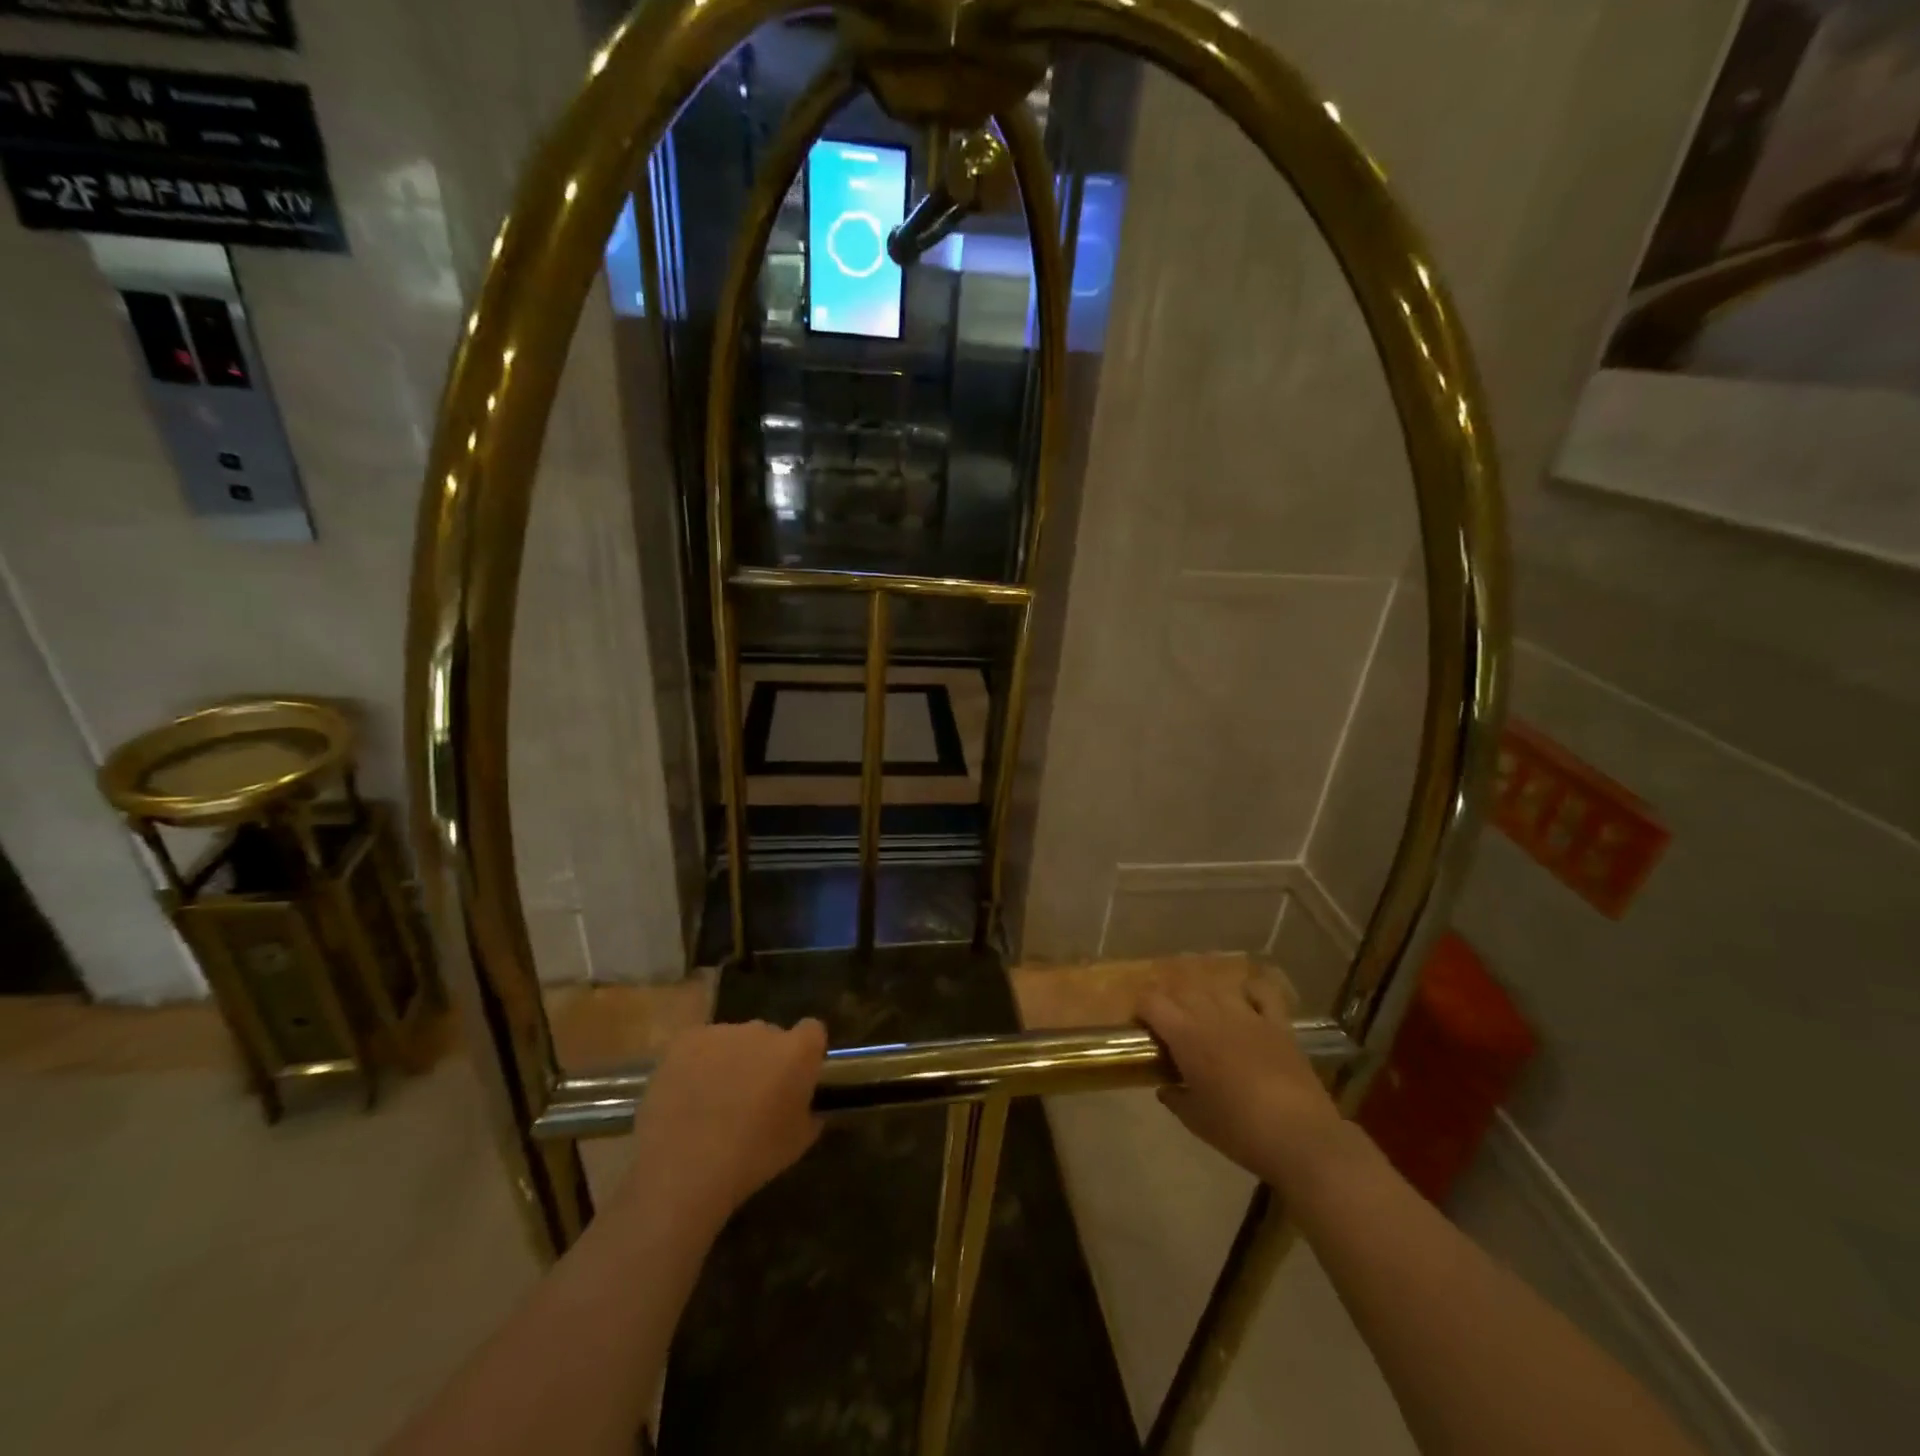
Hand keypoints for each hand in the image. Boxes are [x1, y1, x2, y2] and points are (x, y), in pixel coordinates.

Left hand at [623, 1018, 827, 1230]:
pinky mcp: (686, 1040)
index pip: (812, 1031)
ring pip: (733, 1040)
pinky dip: (698, 1064)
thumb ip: (810, 1112)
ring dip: (731, 1060)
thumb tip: (809, 1105)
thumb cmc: (752, 1158)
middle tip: (752, 1095)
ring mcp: (722, 1032)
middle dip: (765, 1058)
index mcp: (797, 1051)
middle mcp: (762, 1030)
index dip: (805, 1052)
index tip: (796, 1077)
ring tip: (713, 1100)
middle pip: (770, 1035)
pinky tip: (687, 1095)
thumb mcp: (798, 1143)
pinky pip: (700, 1046)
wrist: (684, 1169)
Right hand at [1139, 978, 1357, 1197]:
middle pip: (1182, 989)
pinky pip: (1261, 993)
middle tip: (1170, 1025)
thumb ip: (1175, 1098)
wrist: (1300, 1137)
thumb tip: (1165, 1088)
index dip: (1142, 1009)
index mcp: (1186, 1036)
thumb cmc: (1239, 1131)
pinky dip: (1249, 992)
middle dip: (1170, 1001)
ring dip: (1204, 996)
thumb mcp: (1196, 1120)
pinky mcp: (1277, 1023)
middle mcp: (1212, 1015)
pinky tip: (1245, 1004)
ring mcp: (1248, 1015)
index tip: (1143, 1027)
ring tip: (1204, 1015)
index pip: (1152, 1001)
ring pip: (1216, 987)